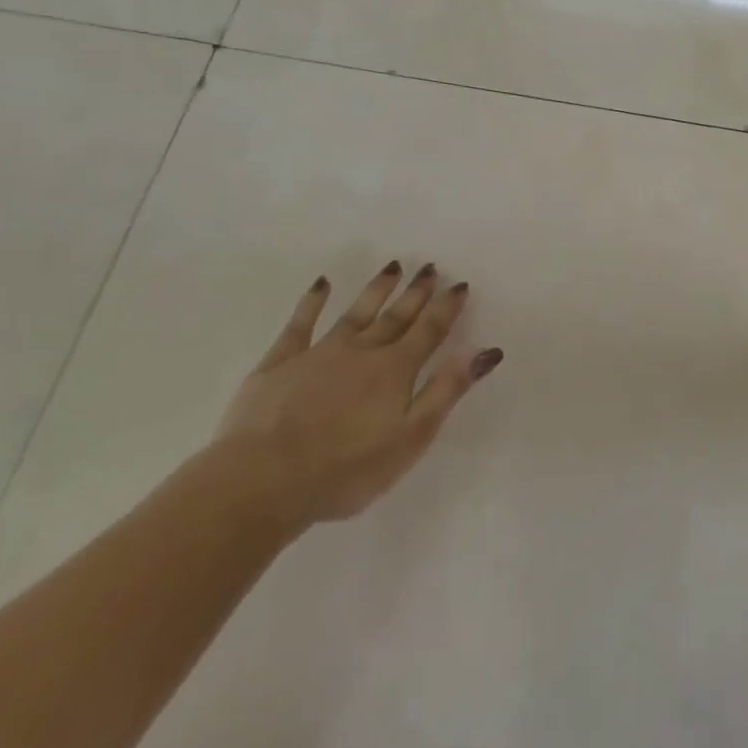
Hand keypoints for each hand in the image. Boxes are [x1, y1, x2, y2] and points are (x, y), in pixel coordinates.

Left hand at [215, 260, 502, 524]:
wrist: (262, 480)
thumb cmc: (347, 469)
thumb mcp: (411, 437)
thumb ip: (447, 390)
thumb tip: (485, 351)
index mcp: (395, 370)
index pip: (429, 331)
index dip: (446, 308)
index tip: (459, 284)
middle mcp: (362, 351)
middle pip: (395, 317)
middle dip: (416, 293)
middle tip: (430, 267)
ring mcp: (318, 353)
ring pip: (355, 313)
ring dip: (376, 290)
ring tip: (393, 267)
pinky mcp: (280, 363)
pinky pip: (300, 324)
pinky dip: (312, 302)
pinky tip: (321, 285)